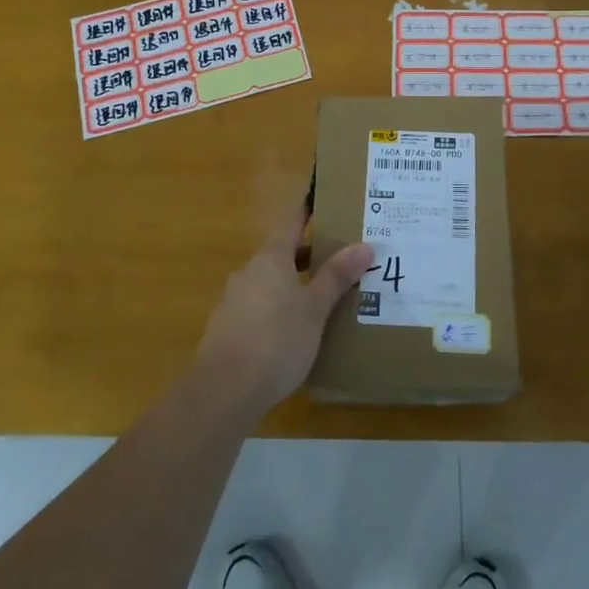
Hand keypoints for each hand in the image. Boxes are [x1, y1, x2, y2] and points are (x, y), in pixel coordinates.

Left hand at [196, 203, 373, 414]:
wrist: (224, 390)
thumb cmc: (276, 340)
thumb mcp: (315, 308)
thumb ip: (336, 276)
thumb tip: (364, 245)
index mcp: (271, 258)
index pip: (292, 221)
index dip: (308, 209)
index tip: (322, 197)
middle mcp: (249, 272)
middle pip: (282, 253)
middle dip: (308, 255)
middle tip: (338, 257)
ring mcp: (234, 301)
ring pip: (270, 282)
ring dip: (293, 284)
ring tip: (322, 298)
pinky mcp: (227, 329)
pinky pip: (259, 308)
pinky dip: (279, 310)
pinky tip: (294, 332)